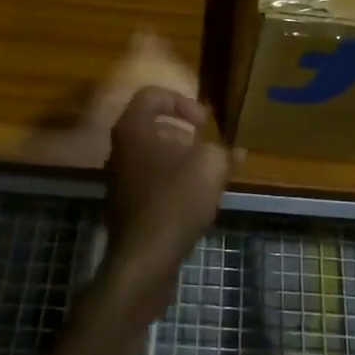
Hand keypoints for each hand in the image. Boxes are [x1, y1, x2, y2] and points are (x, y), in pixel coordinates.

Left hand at [103, 87, 235, 312]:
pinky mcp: (126, 203)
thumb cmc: (175, 200)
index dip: (182, 102)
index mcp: (133, 128)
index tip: (204, 123)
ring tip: (206, 173)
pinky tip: (196, 199)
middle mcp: (120, 148)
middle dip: (183, 131)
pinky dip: (173, 180)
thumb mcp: (211, 166)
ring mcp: (119, 177)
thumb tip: (234, 151)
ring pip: (152, 153)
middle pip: (151, 124)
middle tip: (205, 144)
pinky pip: (151, 179)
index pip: (152, 95)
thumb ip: (223, 151)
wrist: (144, 258)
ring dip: (180, 157)